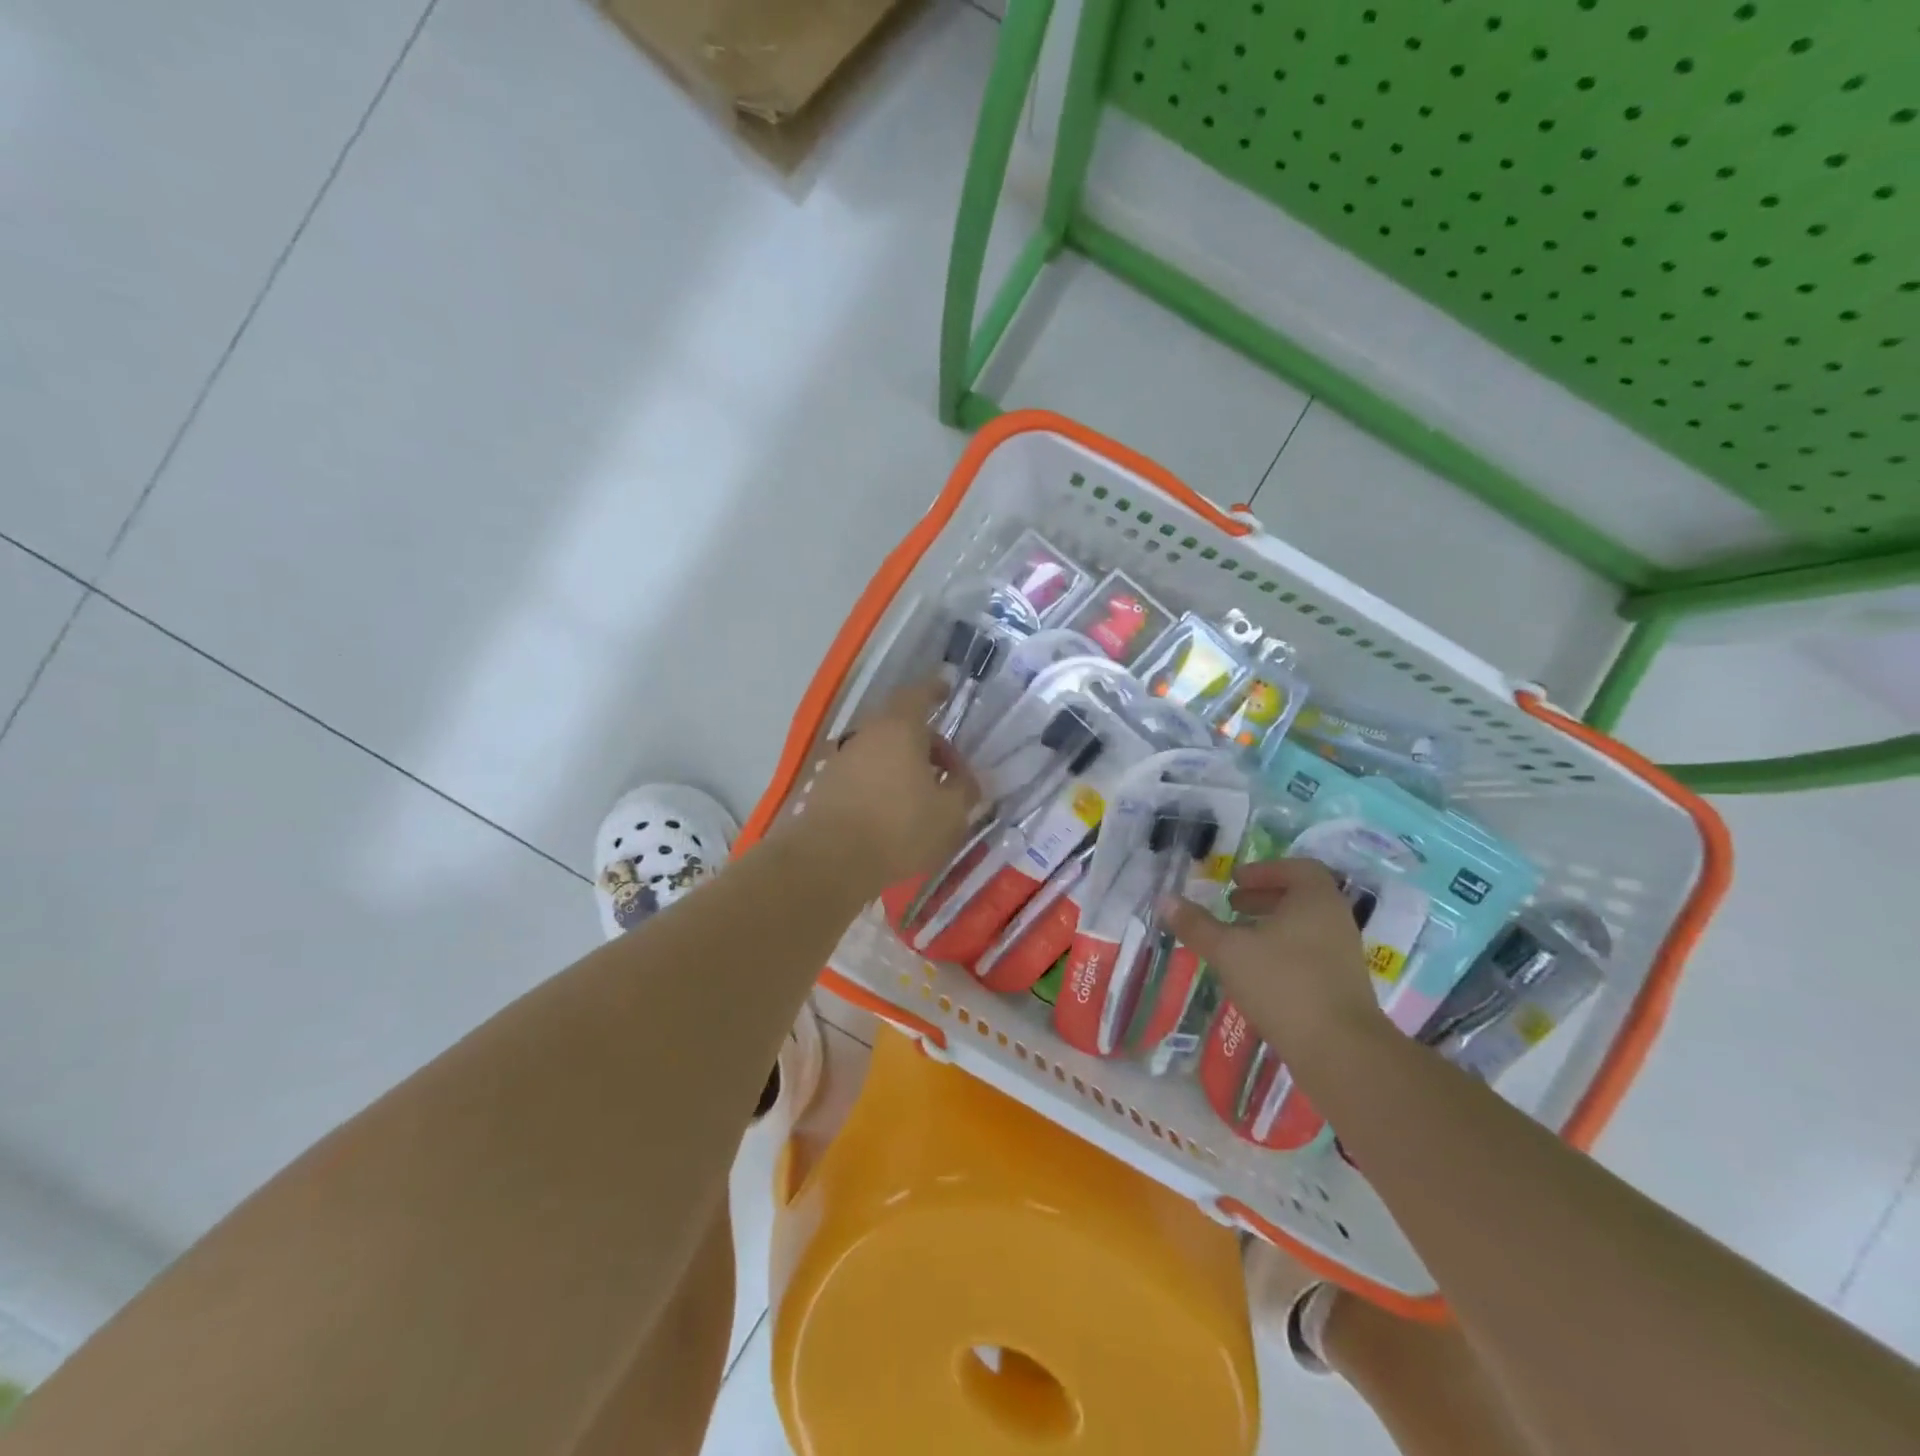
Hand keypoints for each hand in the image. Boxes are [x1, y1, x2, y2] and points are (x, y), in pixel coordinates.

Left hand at [791, 679, 980, 892]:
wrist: (828, 863)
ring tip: (923, 799)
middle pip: (900, 727)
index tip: (946, 689)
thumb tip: (966, 780)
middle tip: (948, 773)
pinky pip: (862, 775)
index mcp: (899, 729)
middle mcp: (866, 736)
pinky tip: (892, 815)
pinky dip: (881, 785)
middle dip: (926, 744)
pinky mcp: (825, 788)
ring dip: (903, 767)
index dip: (934, 690)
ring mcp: (841, 761)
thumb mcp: (949, 815)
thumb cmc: (898, 830)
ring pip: (880, 752)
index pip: (918, 695)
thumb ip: (964, 790)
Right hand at [1162, 858, 1379, 1058]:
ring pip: (1304, 928)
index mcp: (1315, 900)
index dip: (1265, 870)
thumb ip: (1196, 925)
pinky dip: (1282, 952)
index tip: (1235, 881)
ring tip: (1237, 940)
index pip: (1298, 868)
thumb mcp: (1229, 950)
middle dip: (1263, 898)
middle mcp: (1335, 921)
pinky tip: (1255, 973)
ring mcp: (1342, 956)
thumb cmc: (1283, 983)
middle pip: (1300, 897)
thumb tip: (1165, 900)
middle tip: (1232, 905)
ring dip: (1271, 927)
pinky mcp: (1341, 986)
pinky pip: (1309, 954)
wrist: (1339, 1050)